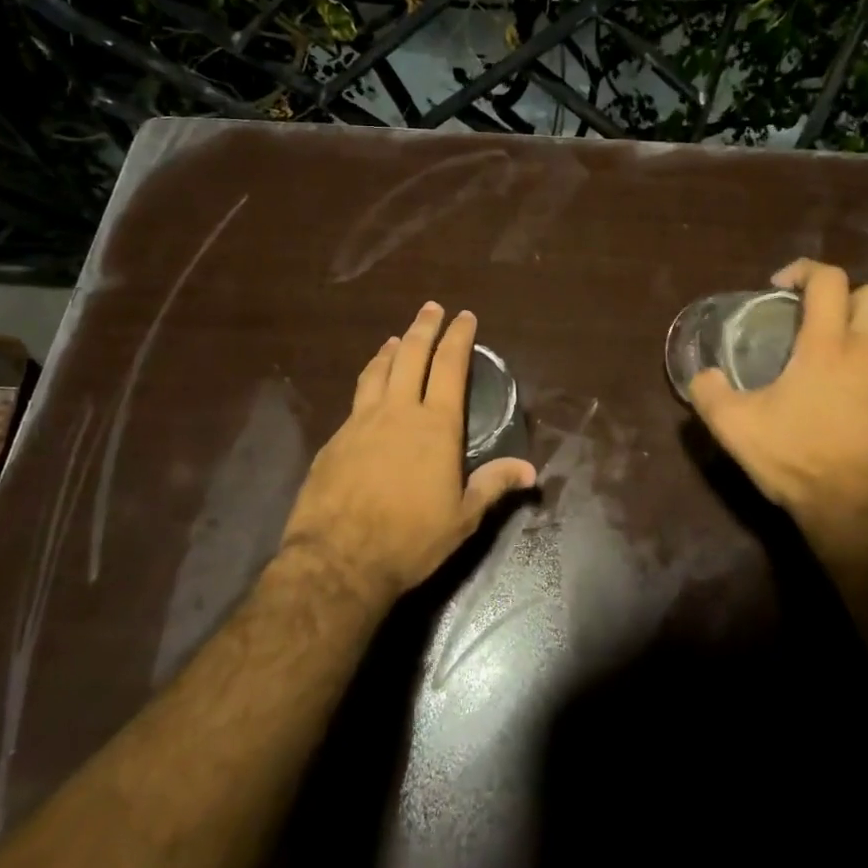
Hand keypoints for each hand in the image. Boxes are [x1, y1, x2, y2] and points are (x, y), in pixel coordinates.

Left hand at [280, 301, 535, 608]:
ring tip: (398, 338)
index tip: (464, 316)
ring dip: (391, 349)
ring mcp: (361, 422)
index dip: (458, 337)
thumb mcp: (463, 517)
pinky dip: (369, 380)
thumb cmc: (411, 538)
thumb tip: (532, 471)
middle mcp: (398, 411)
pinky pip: (357, 398)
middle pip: (411, 355)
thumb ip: (494, 485)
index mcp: (435, 425)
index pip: (450, 366)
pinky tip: (368, 388)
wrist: (338, 559)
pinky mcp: (335, 439)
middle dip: (424, 327)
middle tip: (432, 308)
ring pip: (378, 371)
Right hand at [690, 260, 867, 560]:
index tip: (778, 288)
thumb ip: (709, 393)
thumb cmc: (797, 459)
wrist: (859, 513)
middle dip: (843, 294)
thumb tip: (704, 376)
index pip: (829, 279)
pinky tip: (845, 394)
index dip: (803, 270)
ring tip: (827, 354)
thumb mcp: (735, 427)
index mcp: (828, 346)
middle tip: (811, 317)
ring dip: (859, 328)